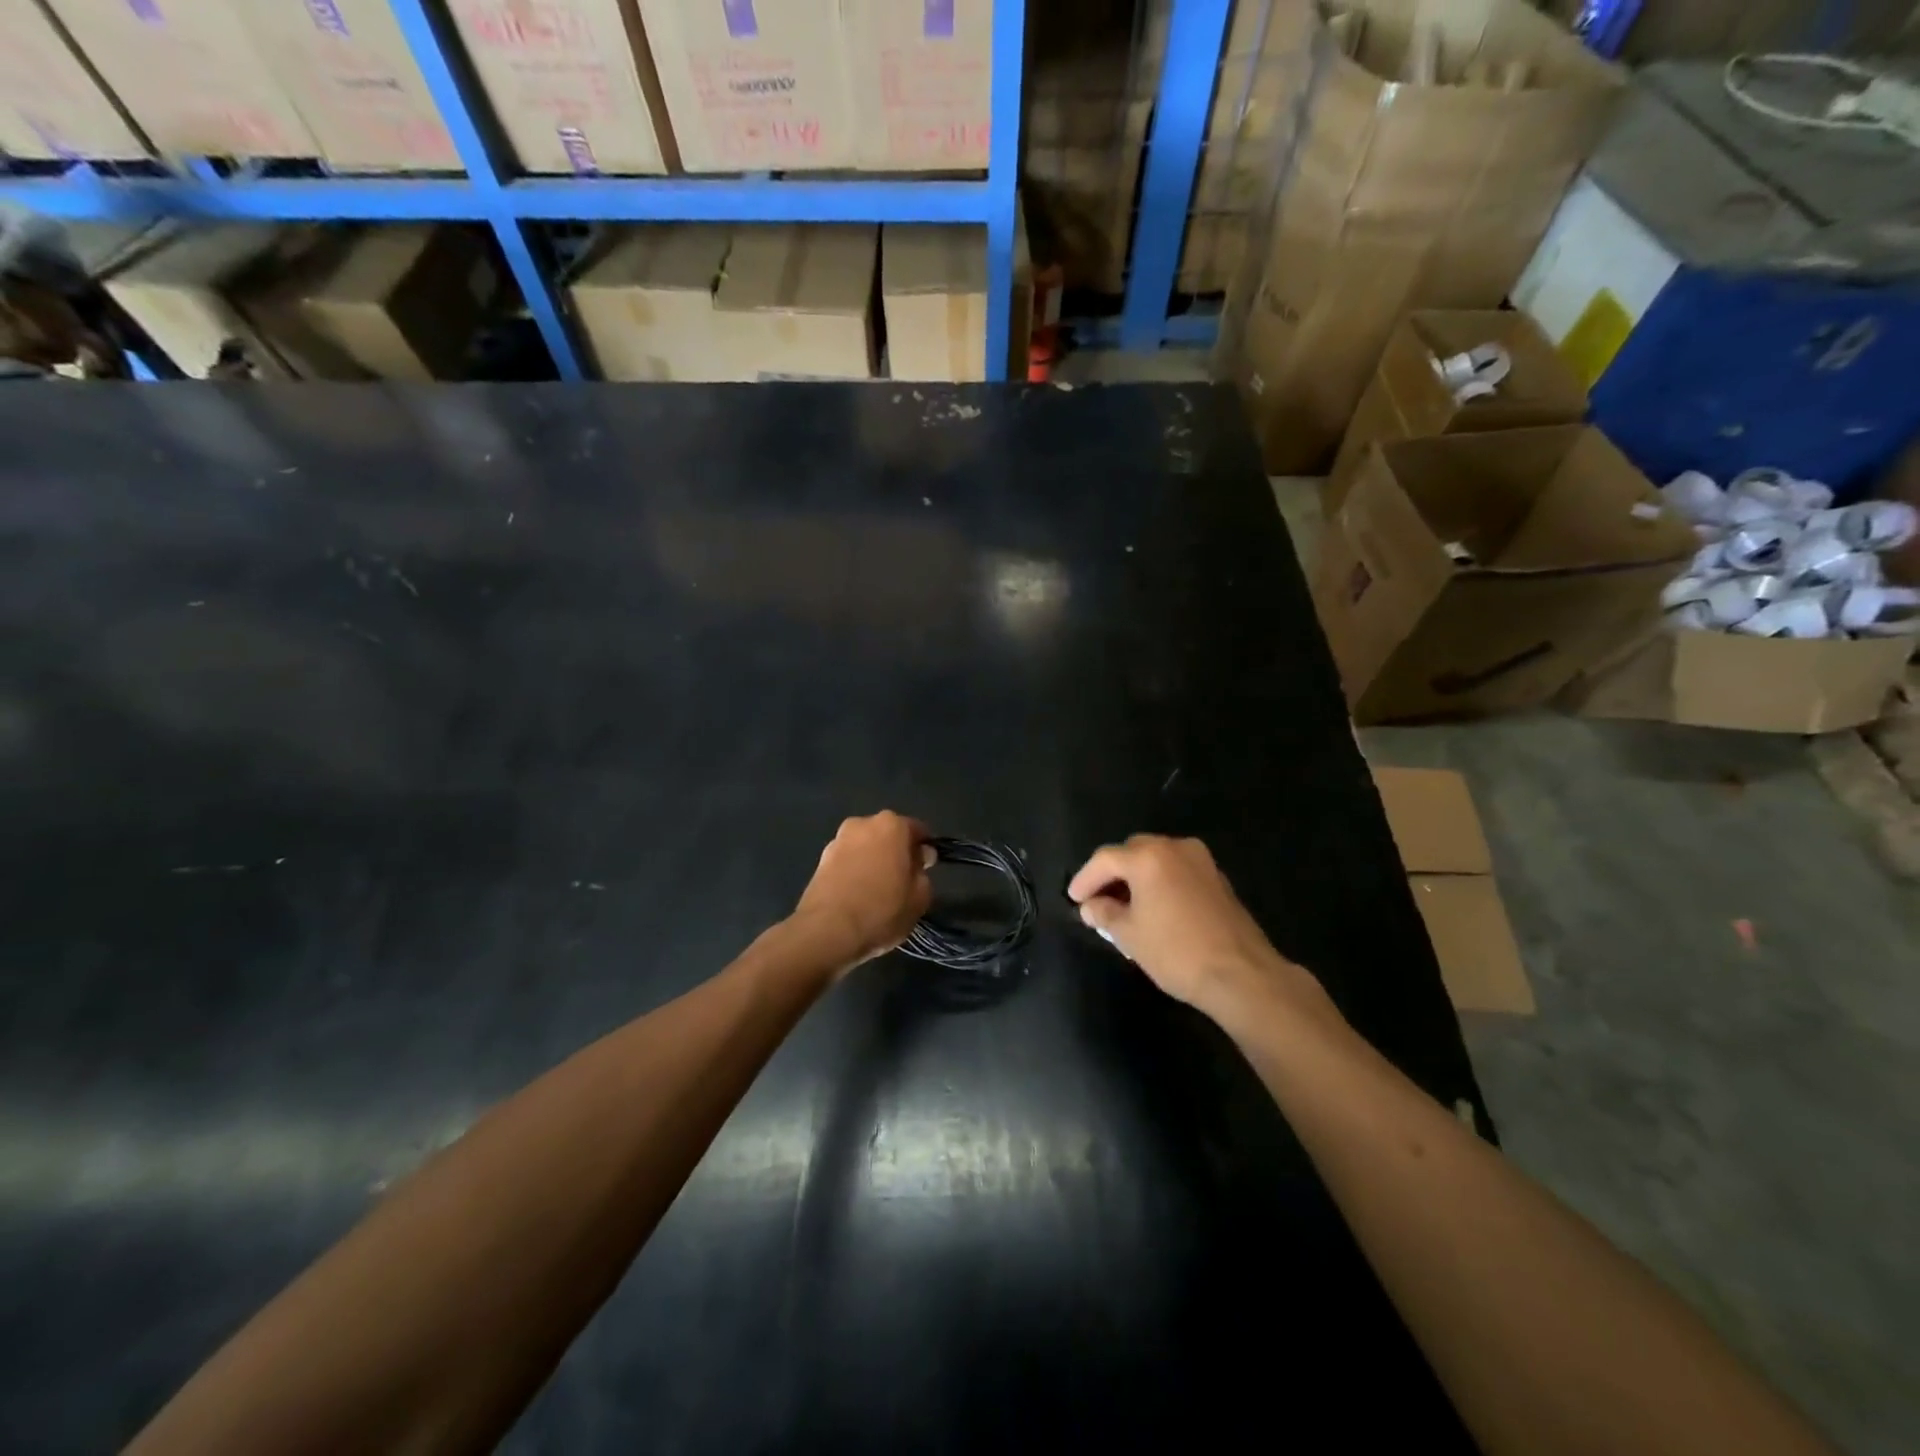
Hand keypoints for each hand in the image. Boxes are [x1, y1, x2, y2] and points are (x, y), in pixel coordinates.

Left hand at [791, 812, 933, 972]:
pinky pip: (847, 861)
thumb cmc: (882, 911)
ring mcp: (837, 840)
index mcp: (891, 825)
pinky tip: (858, 895)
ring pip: (865, 847)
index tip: (925, 869)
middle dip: (896, 852)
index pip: (917, 830)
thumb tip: (917, 863)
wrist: (827, 931)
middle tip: (902, 880)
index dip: (924, 850)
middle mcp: (862, 823)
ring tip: (877, 890)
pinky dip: (855, 871)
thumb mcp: (920, 898)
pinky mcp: (820, 860)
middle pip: (888, 835)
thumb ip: (923, 874)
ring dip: (873, 861)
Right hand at [1067, 835, 1332, 1027]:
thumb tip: (1090, 906)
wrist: (1241, 974)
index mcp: (1148, 857)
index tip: (1074, 898)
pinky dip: (1159, 882)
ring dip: (1136, 876)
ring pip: (1156, 859)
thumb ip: (1104, 913)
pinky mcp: (1217, 878)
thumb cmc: (1176, 952)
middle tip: (1096, 899)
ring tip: (1123, 905)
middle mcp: (1174, 847)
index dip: (1085, 878)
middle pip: (1131, 852)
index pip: (1105, 859)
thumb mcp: (1129, 935)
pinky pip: (1176, 870)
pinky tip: (1153, 906)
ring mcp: (1200, 860)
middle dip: (1111, 873)